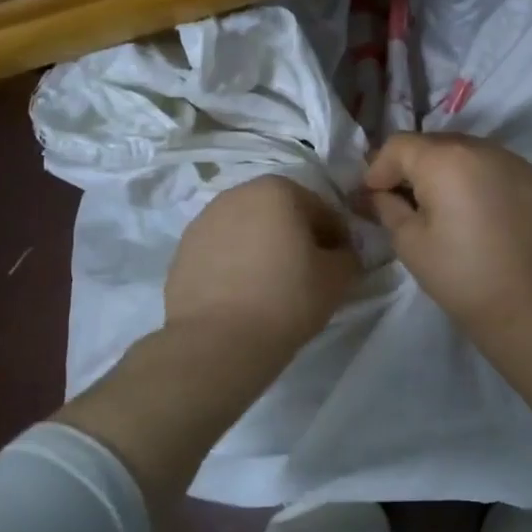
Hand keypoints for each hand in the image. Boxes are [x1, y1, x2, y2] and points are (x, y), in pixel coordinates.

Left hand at [165, 175, 359, 356]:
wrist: (216, 341)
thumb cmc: (286, 299)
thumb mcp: (338, 278)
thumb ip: (348, 257)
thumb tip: (340, 254)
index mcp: (278, 190)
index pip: (322, 210)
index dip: (337, 238)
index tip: (340, 266)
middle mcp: (237, 194)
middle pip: (281, 214)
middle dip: (297, 237)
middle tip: (309, 274)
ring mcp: (204, 220)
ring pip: (249, 231)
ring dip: (264, 249)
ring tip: (273, 286)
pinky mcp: (182, 250)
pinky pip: (223, 251)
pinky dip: (237, 264)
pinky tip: (244, 294)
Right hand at [363, 134, 531, 328]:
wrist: (522, 303)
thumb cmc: (457, 273)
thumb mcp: (408, 241)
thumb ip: (388, 206)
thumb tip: (381, 193)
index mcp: (445, 160)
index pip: (400, 145)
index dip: (380, 168)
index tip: (374, 195)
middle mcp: (481, 148)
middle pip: (435, 144)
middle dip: (414, 167)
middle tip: (405, 199)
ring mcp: (514, 161)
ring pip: (468, 153)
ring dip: (449, 170)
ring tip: (444, 204)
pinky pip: (496, 167)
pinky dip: (480, 180)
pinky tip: (478, 210)